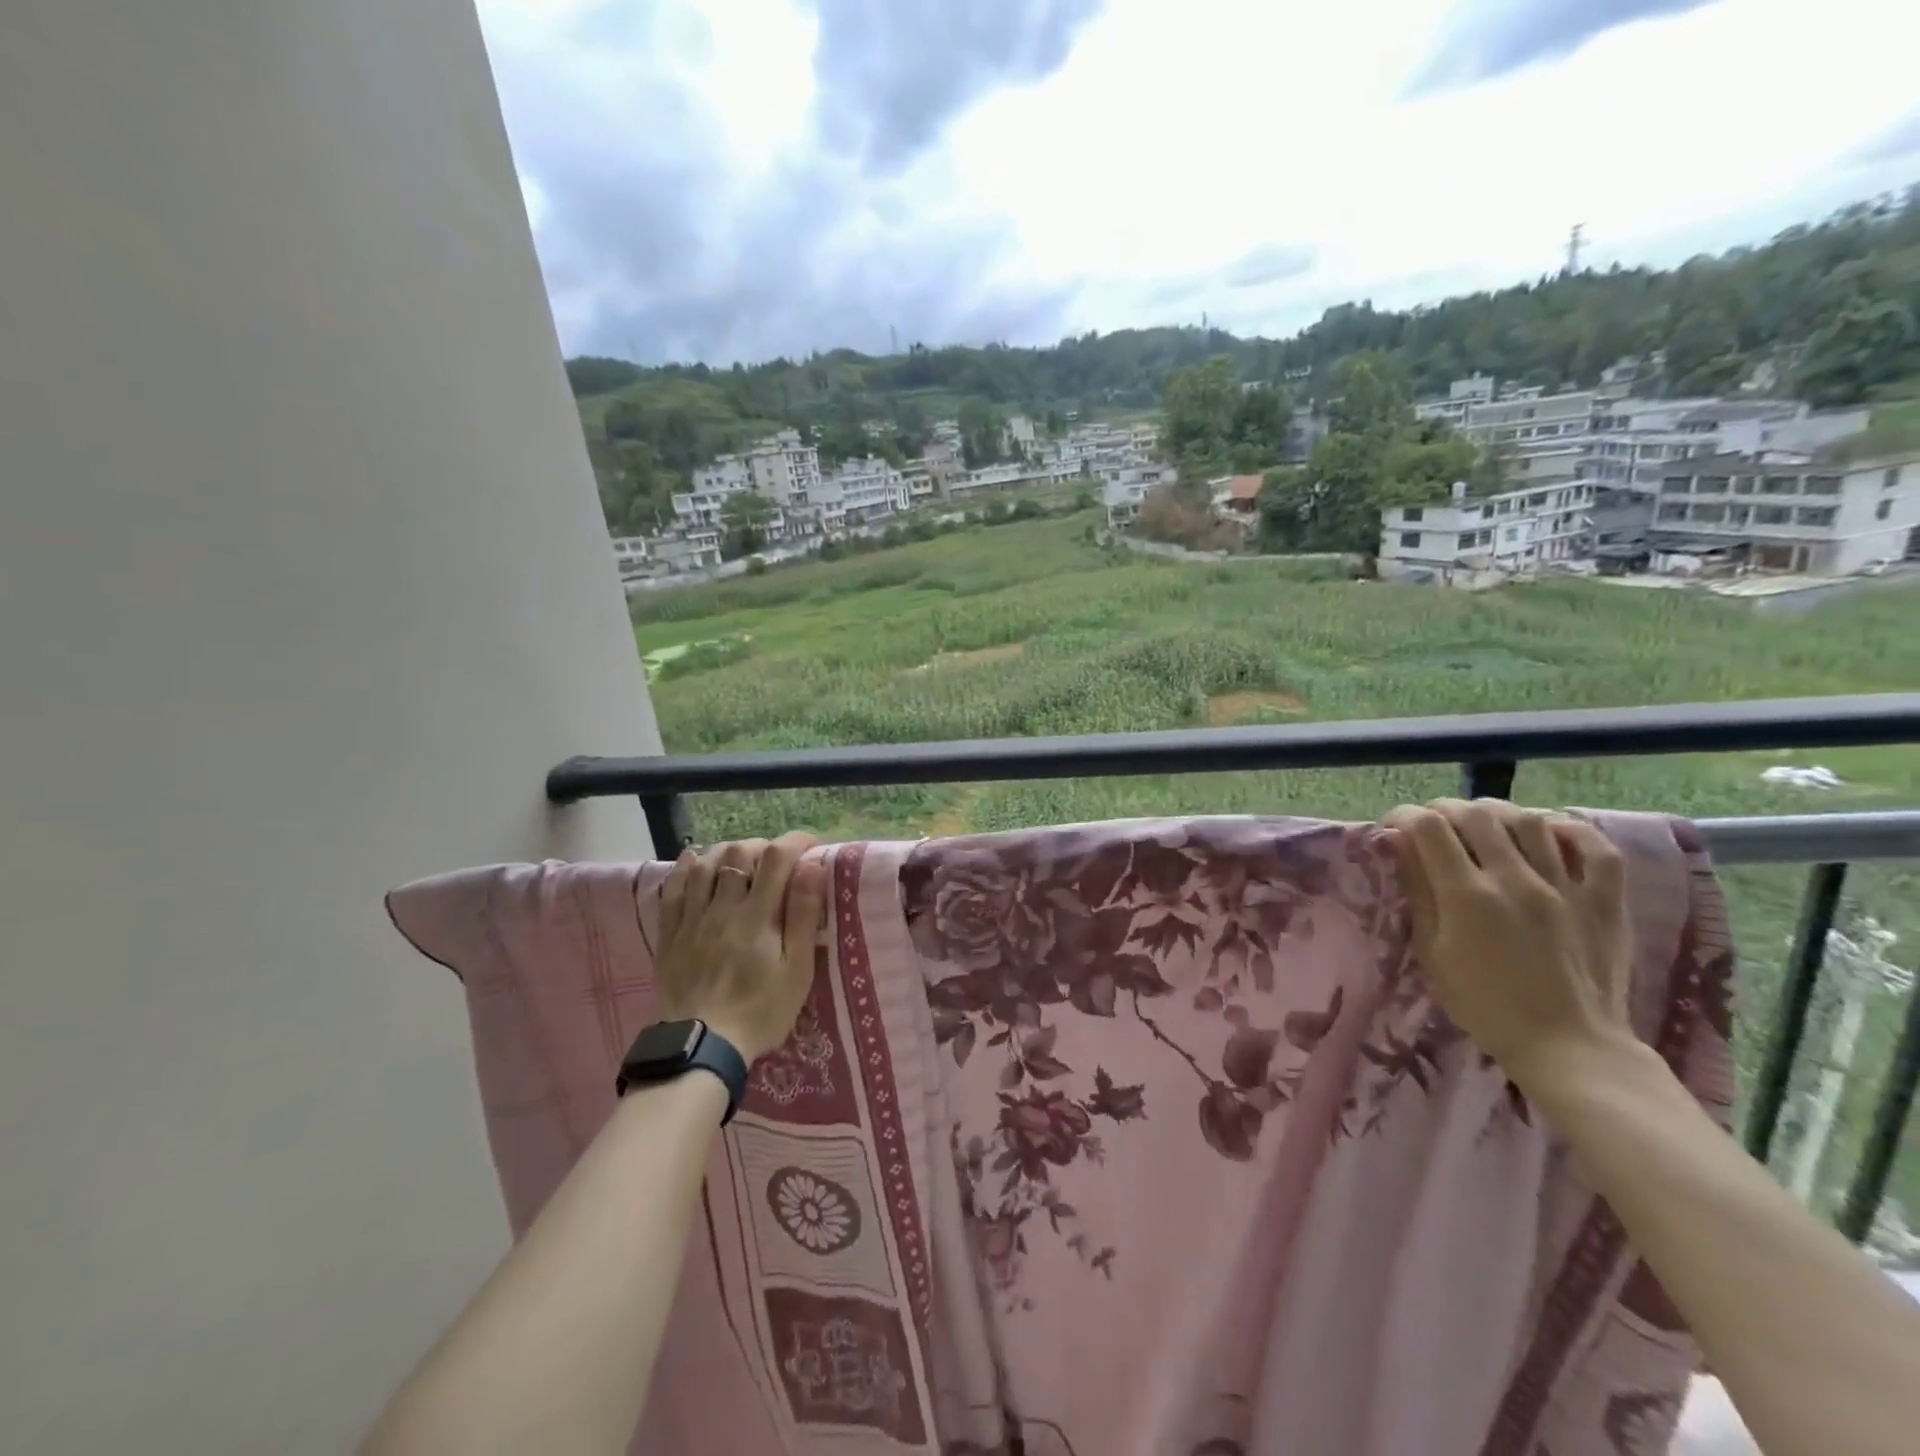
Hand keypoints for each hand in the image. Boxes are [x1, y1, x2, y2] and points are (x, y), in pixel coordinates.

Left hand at [656, 832, 826, 1063]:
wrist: (700, 1047)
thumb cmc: (760, 1010)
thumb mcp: (797, 970)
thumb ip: (803, 915)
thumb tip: (812, 866)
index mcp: (758, 915)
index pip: (777, 858)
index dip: (795, 842)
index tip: (811, 845)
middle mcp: (723, 907)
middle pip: (738, 853)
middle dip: (762, 845)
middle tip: (777, 858)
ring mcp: (692, 918)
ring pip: (705, 864)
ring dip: (727, 852)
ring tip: (742, 859)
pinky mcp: (670, 933)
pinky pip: (673, 888)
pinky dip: (685, 867)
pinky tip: (694, 859)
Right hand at [1380, 798, 1633, 1092]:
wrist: (1568, 1046)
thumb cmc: (1484, 1005)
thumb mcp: (1433, 953)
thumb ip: (1419, 893)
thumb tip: (1399, 845)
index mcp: (1466, 896)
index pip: (1428, 828)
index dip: (1404, 816)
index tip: (1394, 825)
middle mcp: (1514, 880)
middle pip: (1475, 815)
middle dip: (1445, 809)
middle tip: (1433, 824)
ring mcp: (1565, 887)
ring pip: (1529, 820)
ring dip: (1497, 813)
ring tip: (1483, 824)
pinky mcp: (1604, 901)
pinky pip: (1595, 848)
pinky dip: (1569, 829)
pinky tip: (1548, 830)